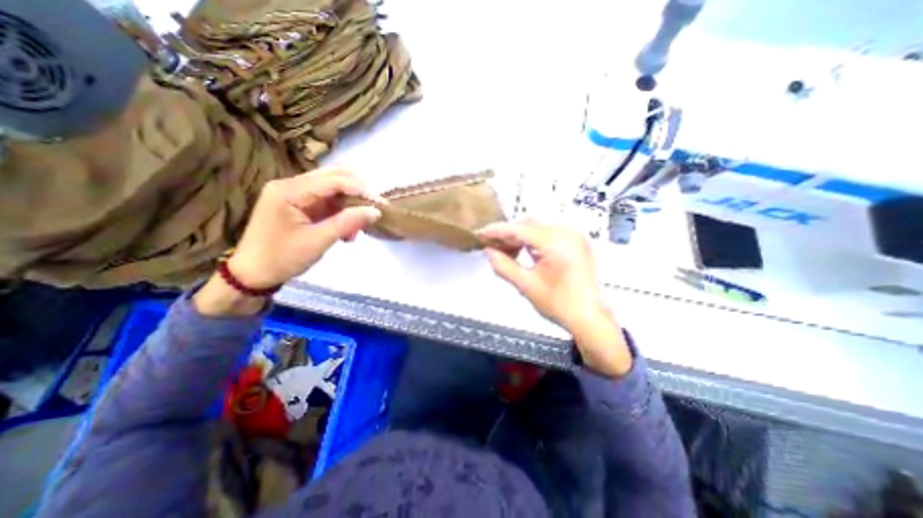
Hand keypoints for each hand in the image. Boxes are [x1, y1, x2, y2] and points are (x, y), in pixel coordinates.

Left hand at [195, 168, 382, 316]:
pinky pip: (326, 201)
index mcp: (289, 191)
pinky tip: (347, 229)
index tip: (381, 204)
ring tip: (360, 226)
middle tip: (374, 209)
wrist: (252, 274)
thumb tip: (375, 211)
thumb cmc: (282, 258)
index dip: (360, 189)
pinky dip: (341, 212)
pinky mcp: (298, 205)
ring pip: (332, 189)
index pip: (333, 180)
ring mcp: (293, 194)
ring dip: (350, 204)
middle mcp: (290, 185)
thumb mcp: (318, 241)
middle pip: (333, 177)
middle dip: (357, 192)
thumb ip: (347, 223)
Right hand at [475, 222, 634, 377]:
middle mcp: (567, 232)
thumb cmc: (559, 304)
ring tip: (508, 252)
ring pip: (539, 226)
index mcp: (556, 242)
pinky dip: (534, 239)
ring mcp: (575, 235)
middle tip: (494, 247)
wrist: (589, 317)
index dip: (497, 231)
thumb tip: (489, 252)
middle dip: (509, 233)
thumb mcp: (526, 286)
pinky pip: (550, 232)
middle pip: (529, 223)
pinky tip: (526, 252)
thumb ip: (503, 266)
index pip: (519, 229)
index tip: (481, 233)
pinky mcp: (577, 241)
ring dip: (521, 235)